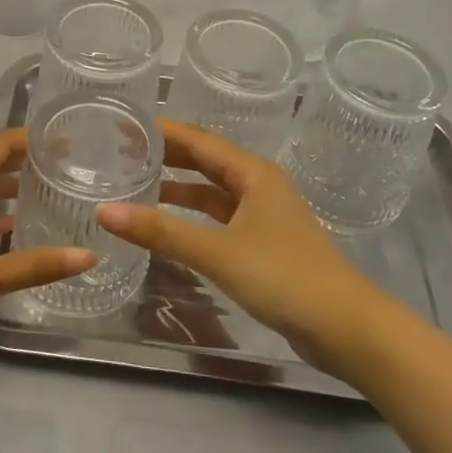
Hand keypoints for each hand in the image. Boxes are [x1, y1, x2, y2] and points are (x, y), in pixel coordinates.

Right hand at [97, 119, 391, 374]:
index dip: (163, 131)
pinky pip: (220, 218)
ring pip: (213, 191)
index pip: (200, 140)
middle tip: (123, 151)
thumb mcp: (217, 252)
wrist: (347, 328)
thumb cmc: (284, 276)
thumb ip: (161, 232)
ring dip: (179, 187)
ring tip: (137, 184)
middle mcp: (258, 186)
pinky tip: (170, 225)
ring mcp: (264, 216)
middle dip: (168, 155)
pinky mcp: (265, 245)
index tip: (127, 124)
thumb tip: (104, 211)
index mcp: (253, 174)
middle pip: (206, 161)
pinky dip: (194, 216)